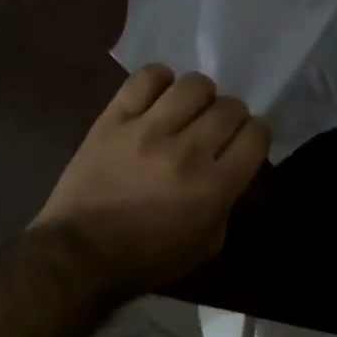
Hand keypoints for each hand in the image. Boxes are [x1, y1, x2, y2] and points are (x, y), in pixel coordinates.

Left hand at [33, 66, 269, 292]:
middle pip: (229, 106)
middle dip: (232, 115)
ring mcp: (147, 130)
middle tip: (217, 127)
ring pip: (193, 84)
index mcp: (213, 187)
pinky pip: (147, 78)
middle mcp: (187, 151)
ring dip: (200, 95)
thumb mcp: (206, 244)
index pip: (256, 135)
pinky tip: (159, 96)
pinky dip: (160, 80)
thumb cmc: (147, 258)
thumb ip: (230, 201)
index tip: (247, 140)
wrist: (79, 254)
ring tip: (189, 108)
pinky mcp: (114, 118)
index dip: (257, 134)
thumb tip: (240, 166)